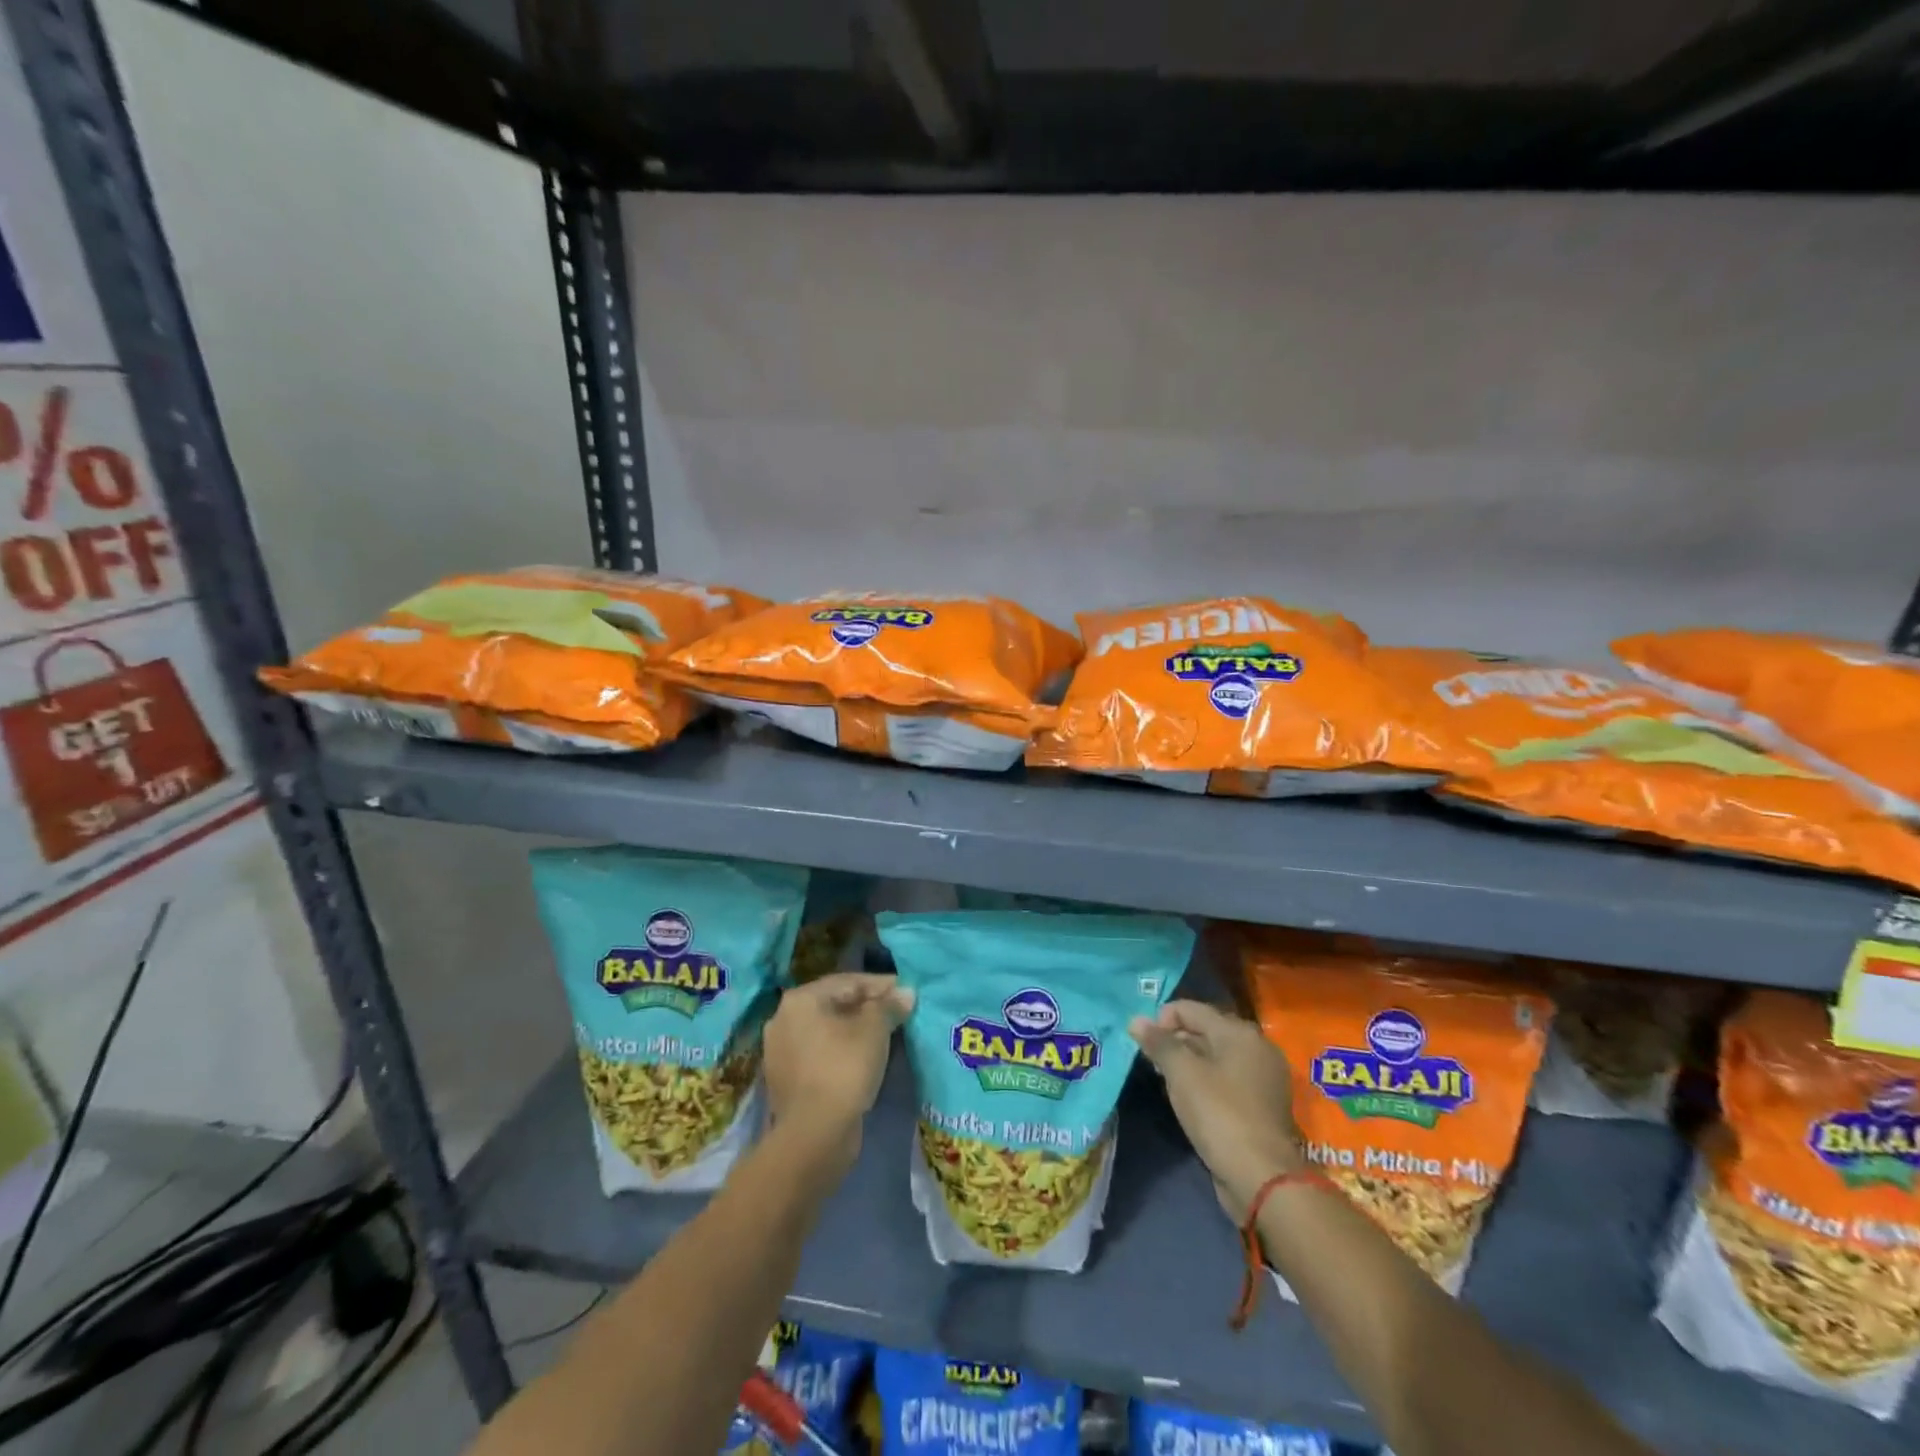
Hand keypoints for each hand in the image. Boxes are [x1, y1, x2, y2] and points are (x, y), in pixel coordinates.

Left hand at [763, 973, 913, 1168]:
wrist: (813, 1135)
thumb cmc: (844, 1069)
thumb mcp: (874, 1030)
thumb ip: (889, 1006)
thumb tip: (905, 992)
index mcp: (800, 999)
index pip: (848, 982)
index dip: (881, 985)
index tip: (906, 991)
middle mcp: (783, 1018)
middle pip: (835, 1004)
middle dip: (867, 1007)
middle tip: (898, 1012)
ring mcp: (780, 1051)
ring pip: (827, 1030)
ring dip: (855, 1030)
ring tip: (885, 1035)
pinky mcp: (785, 1079)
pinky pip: (820, 1054)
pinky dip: (841, 1051)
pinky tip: (864, 1059)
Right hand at [1130, 1000, 1304, 1220]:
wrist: (1263, 1178)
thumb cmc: (1219, 1114)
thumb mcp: (1182, 1073)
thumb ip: (1159, 1042)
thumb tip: (1136, 1019)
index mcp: (1240, 1032)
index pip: (1191, 1009)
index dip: (1162, 1020)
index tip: (1143, 1044)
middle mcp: (1256, 1048)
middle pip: (1205, 1030)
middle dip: (1175, 1041)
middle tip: (1152, 1063)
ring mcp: (1262, 1078)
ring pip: (1215, 1057)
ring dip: (1188, 1064)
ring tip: (1166, 1081)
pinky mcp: (1262, 1105)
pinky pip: (1226, 1080)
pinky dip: (1206, 1083)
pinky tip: (1189, 1100)